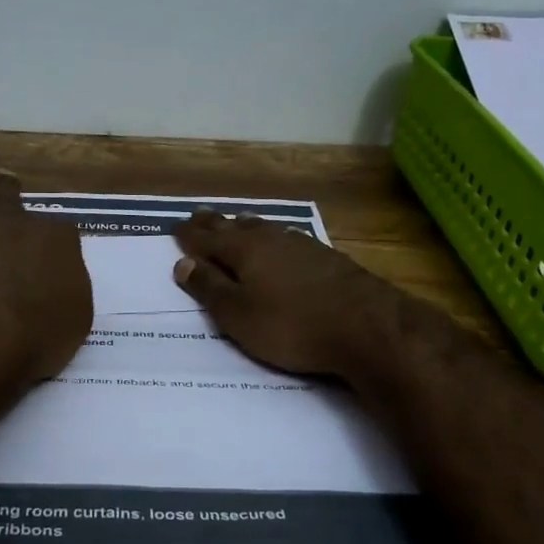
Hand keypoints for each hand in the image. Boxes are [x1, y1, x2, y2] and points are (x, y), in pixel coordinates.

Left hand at [0, 142, 91, 381]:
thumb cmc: (31, 338)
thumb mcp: (73, 320)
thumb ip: (67, 290)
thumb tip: (59, 276)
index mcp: (57, 241)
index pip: (58, 233)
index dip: (50, 243)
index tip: (44, 252)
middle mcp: (16, 218)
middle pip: (13, 197)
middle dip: (11, 191)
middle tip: (8, 182)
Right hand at [172, 211, 407, 377]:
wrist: (368, 327)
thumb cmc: (291, 325)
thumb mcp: (238, 315)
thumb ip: (209, 288)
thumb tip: (183, 263)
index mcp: (243, 250)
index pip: (207, 238)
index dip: (188, 235)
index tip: (175, 229)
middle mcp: (271, 239)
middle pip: (236, 226)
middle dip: (215, 223)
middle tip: (200, 216)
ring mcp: (303, 245)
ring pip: (266, 229)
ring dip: (247, 227)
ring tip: (237, 223)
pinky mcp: (328, 259)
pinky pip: (288, 241)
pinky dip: (274, 241)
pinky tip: (281, 246)